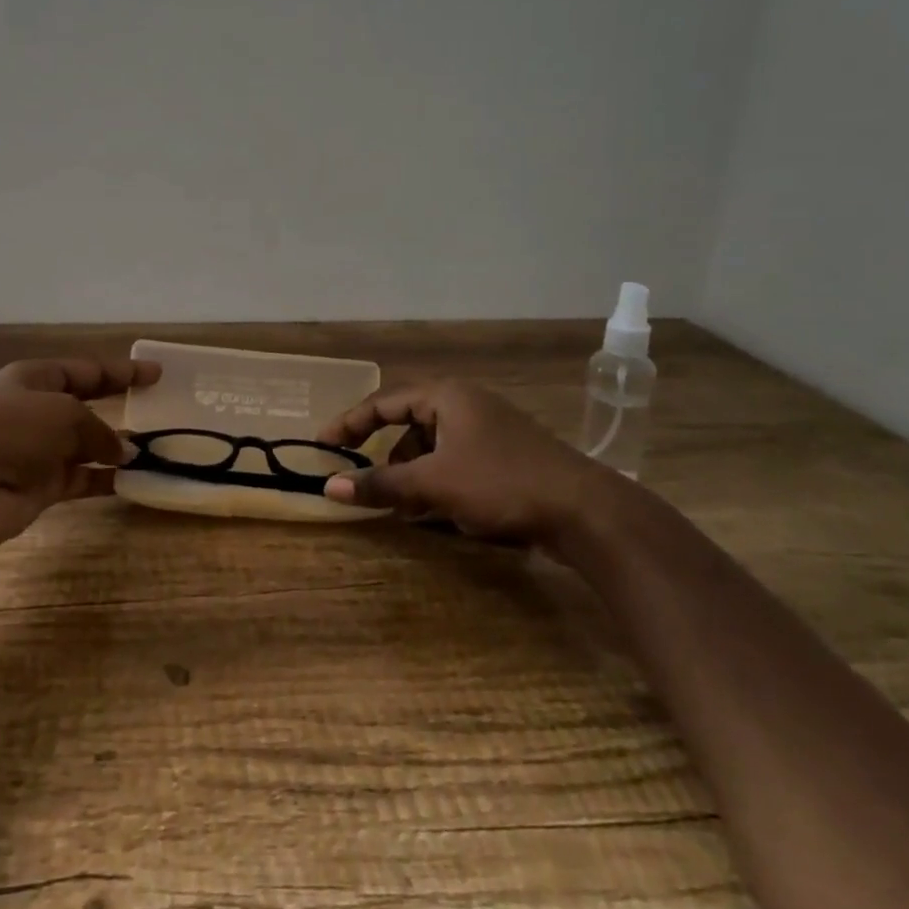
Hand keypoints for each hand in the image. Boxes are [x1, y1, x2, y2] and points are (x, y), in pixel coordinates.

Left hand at [0, 357, 159, 550]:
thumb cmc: (10, 430)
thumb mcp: (64, 414)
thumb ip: (99, 429)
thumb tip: (122, 450)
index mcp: (34, 379)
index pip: (86, 371)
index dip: (122, 372)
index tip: (156, 374)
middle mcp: (36, 411)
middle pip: (86, 405)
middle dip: (118, 407)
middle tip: (156, 409)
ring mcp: (37, 451)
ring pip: (87, 445)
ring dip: (116, 448)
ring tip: (154, 450)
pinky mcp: (40, 487)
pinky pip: (82, 478)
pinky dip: (106, 479)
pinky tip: (134, 480)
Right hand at [317, 380, 625, 549]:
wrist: (585, 511)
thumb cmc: (501, 483)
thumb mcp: (434, 484)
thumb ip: (381, 484)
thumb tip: (329, 487)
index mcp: (446, 396)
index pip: (384, 402)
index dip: (350, 423)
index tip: (323, 445)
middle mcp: (466, 404)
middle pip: (409, 424)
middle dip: (386, 456)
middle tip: (365, 482)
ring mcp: (489, 429)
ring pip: (433, 447)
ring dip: (413, 474)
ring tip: (404, 507)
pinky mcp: (506, 455)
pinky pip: (456, 462)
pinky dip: (439, 482)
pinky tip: (438, 511)